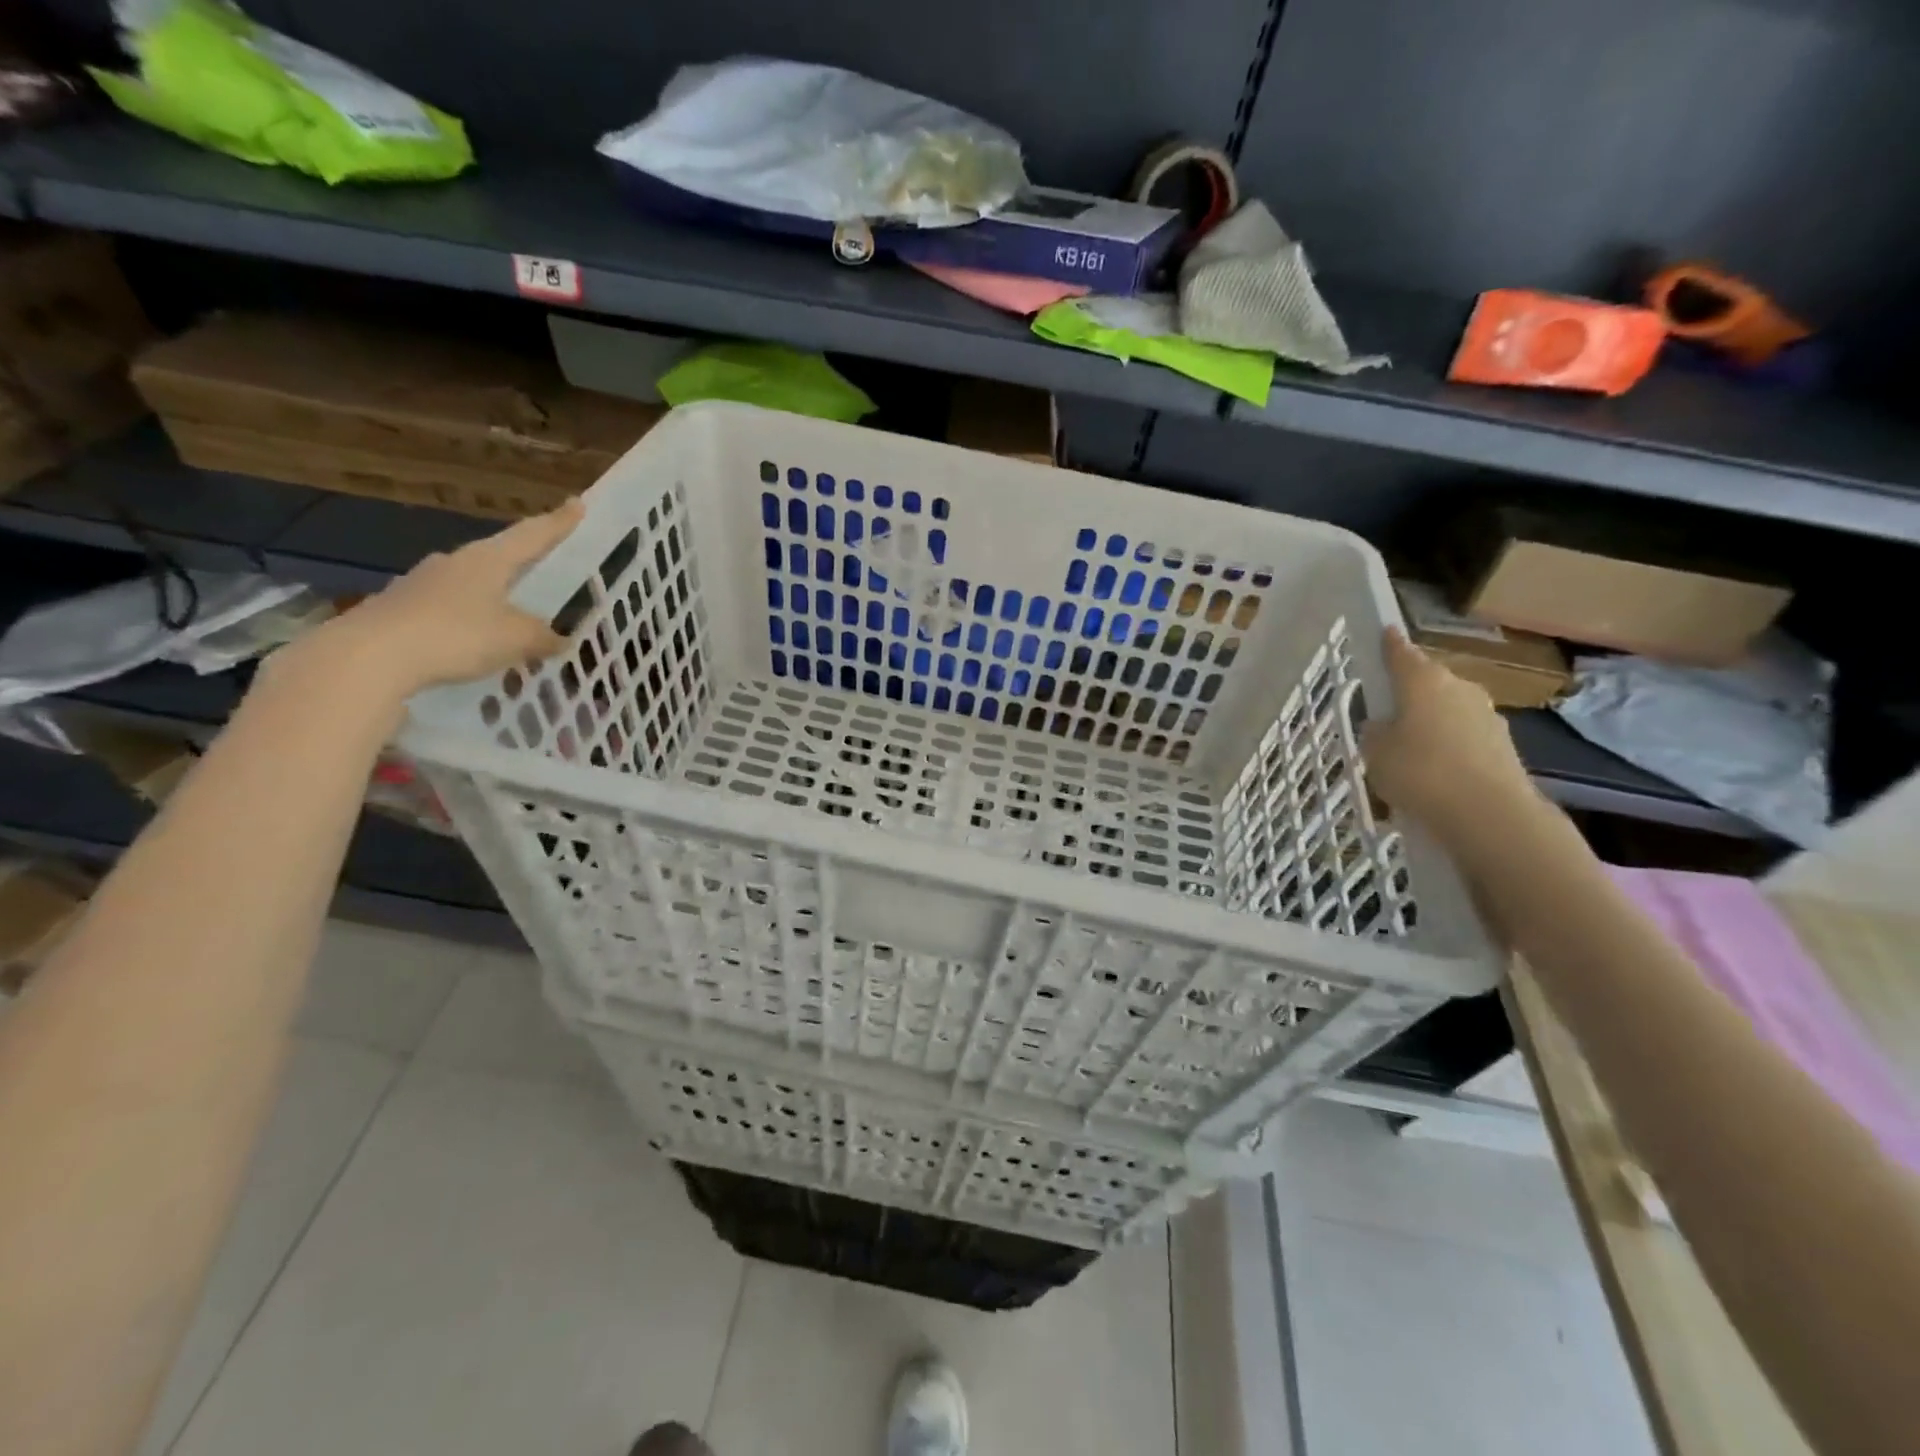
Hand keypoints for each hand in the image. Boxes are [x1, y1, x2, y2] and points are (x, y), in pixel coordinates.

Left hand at [297, 502, 582, 699]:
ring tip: (513, 623)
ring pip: (471, 588)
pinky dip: (467, 626)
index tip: (577, 503)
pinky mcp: (399, 611)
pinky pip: (447, 614)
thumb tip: (560, 638)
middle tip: (545, 573)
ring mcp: (421, 585)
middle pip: (498, 559)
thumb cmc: (456, 635)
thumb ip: (543, 637)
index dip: (558, 522)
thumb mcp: (517, 639)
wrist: (368, 657)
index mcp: (488, 559)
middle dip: (522, 567)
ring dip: (494, 601)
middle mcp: (454, 563)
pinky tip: (474, 647)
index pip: (532, 535)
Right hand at [1361, 627, 1540, 848]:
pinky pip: (1465, 741)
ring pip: (1448, 712)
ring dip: (1431, 726)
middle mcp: (1459, 688)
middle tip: (1387, 716)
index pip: (1401, 652)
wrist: (1489, 814)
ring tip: (1409, 756)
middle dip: (1409, 695)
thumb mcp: (1374, 753)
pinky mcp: (1503, 747)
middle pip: (1428, 683)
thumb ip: (1375, 733)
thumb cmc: (1420, 772)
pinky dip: (1449, 751)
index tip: (1384, 632)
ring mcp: (1487, 716)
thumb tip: (1383, 726)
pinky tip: (1434, 777)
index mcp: (1423, 680)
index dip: (1389, 644)